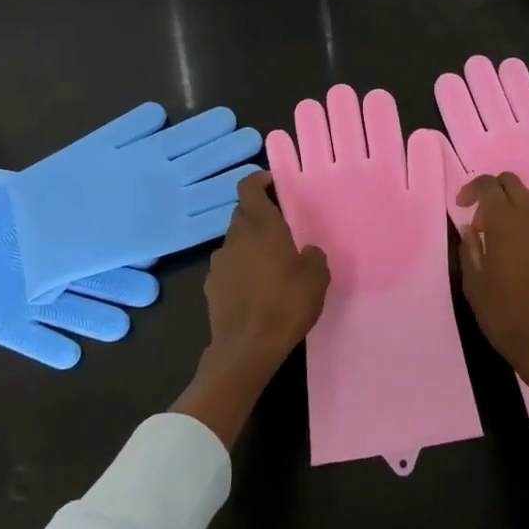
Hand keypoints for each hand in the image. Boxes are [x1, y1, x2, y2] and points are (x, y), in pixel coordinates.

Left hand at [174, 172, 328, 446]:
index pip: (249, 188)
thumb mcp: (316, 277)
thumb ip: (312, 256)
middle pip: (243, 214)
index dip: (259, 181)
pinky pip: (229, 267)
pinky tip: (257, 288)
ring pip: (236, 242)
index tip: (274, 184)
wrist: (246, 348)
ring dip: (251, 244)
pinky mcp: (212, 287)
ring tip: (272, 263)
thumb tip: (305, 252)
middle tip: (284, 229)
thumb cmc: (286, 304)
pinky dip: (241, 268)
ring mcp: (219, 263)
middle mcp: (235, 238)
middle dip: (260, 216)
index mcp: (261, 226)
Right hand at [456, 171, 528, 393]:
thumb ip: (469, 248)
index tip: (462, 207)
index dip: (471, 189)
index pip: (488, 185)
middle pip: (514, 183)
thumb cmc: (504, 315)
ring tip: (505, 240)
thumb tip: (470, 228)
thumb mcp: (473, 284)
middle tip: (482, 222)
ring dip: (516, 209)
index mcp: (505, 222)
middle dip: (495, 192)